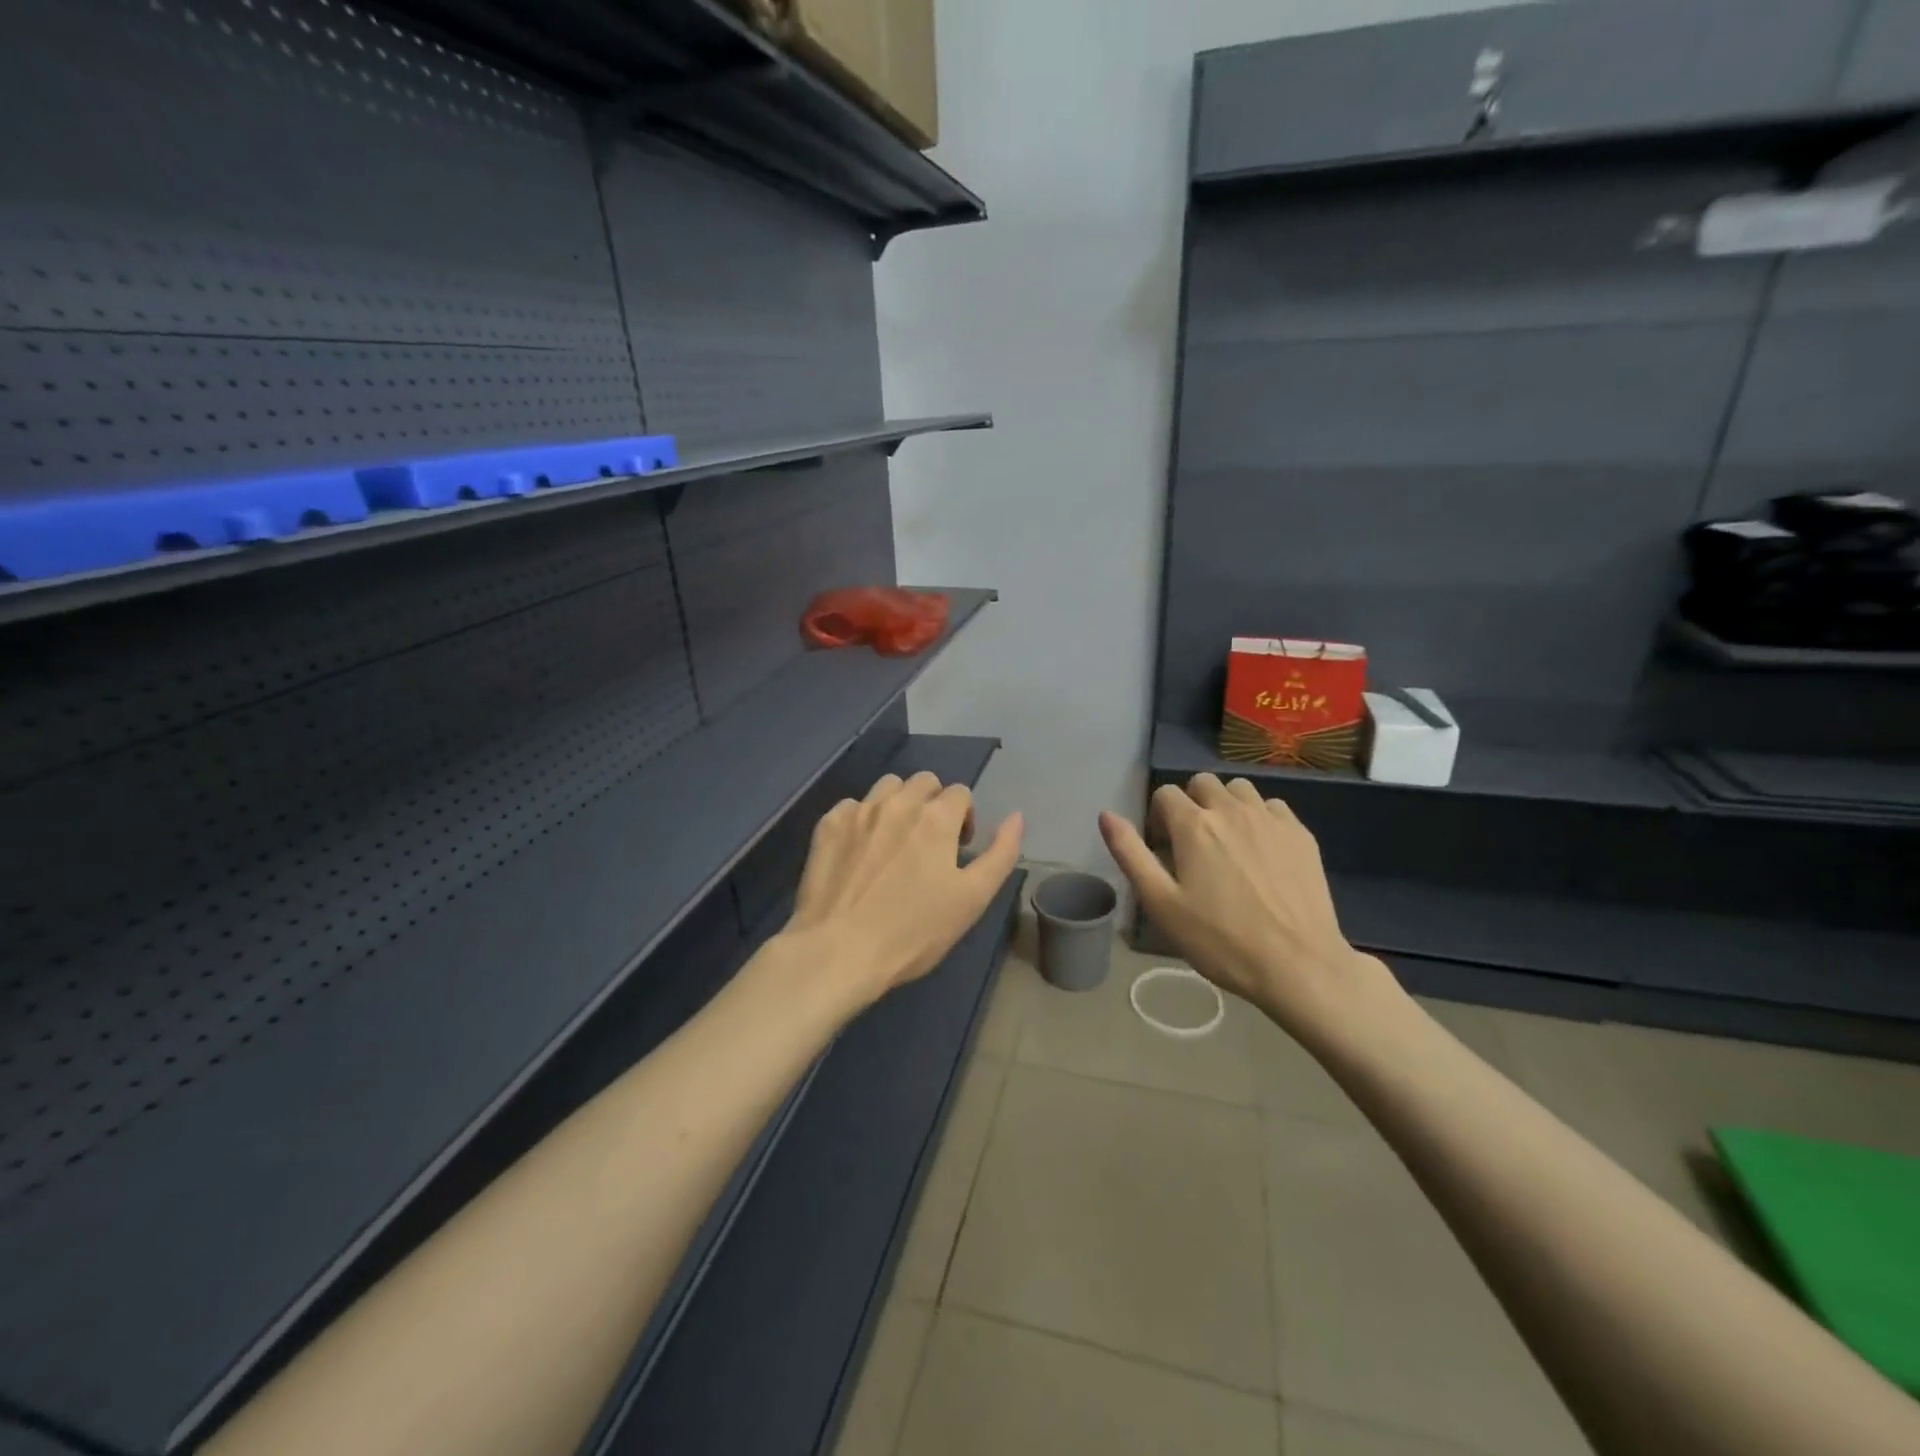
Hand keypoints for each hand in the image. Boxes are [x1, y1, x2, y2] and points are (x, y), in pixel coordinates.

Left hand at [782, 772, 1023, 1008]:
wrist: (838, 951)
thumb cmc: (913, 931)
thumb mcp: (972, 899)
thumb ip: (1001, 854)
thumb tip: (1016, 816)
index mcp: (937, 818)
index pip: (961, 793)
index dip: (965, 818)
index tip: (958, 850)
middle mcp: (898, 803)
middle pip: (925, 781)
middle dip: (934, 804)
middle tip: (929, 843)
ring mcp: (859, 811)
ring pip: (888, 786)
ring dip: (899, 803)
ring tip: (895, 840)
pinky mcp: (828, 825)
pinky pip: (852, 806)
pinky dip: (862, 819)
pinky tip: (859, 851)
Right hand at [1099, 774, 1391, 1037]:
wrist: (1298, 965)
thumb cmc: (1220, 940)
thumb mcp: (1161, 904)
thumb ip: (1130, 854)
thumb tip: (1106, 814)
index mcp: (1193, 825)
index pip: (1165, 794)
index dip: (1158, 817)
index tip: (1165, 849)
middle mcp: (1231, 810)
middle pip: (1203, 783)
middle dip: (1192, 804)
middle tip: (1194, 845)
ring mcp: (1270, 819)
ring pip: (1239, 789)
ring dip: (1226, 805)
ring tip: (1228, 842)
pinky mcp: (1301, 834)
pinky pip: (1272, 807)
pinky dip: (1260, 817)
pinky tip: (1262, 851)